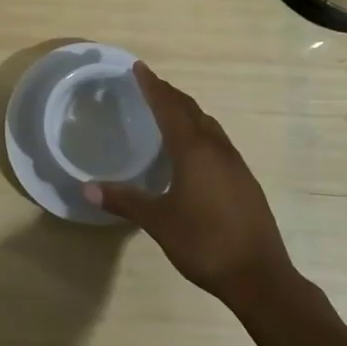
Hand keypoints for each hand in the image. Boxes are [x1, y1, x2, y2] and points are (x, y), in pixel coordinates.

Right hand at [86, 62, 293, 305]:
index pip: (169, 108)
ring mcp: (235, 164)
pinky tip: (194, 149)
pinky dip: (200, 131)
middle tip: (150, 84)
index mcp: (193, 151)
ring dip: (187, 111)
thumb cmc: (204, 243)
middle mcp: (216, 149)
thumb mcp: (158, 222)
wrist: (261, 277)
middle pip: (191, 110)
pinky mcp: (245, 181)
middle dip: (169, 94)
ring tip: (170, 110)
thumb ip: (124, 200)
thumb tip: (86, 187)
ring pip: (208, 124)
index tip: (139, 67)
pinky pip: (218, 141)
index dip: (152, 86)